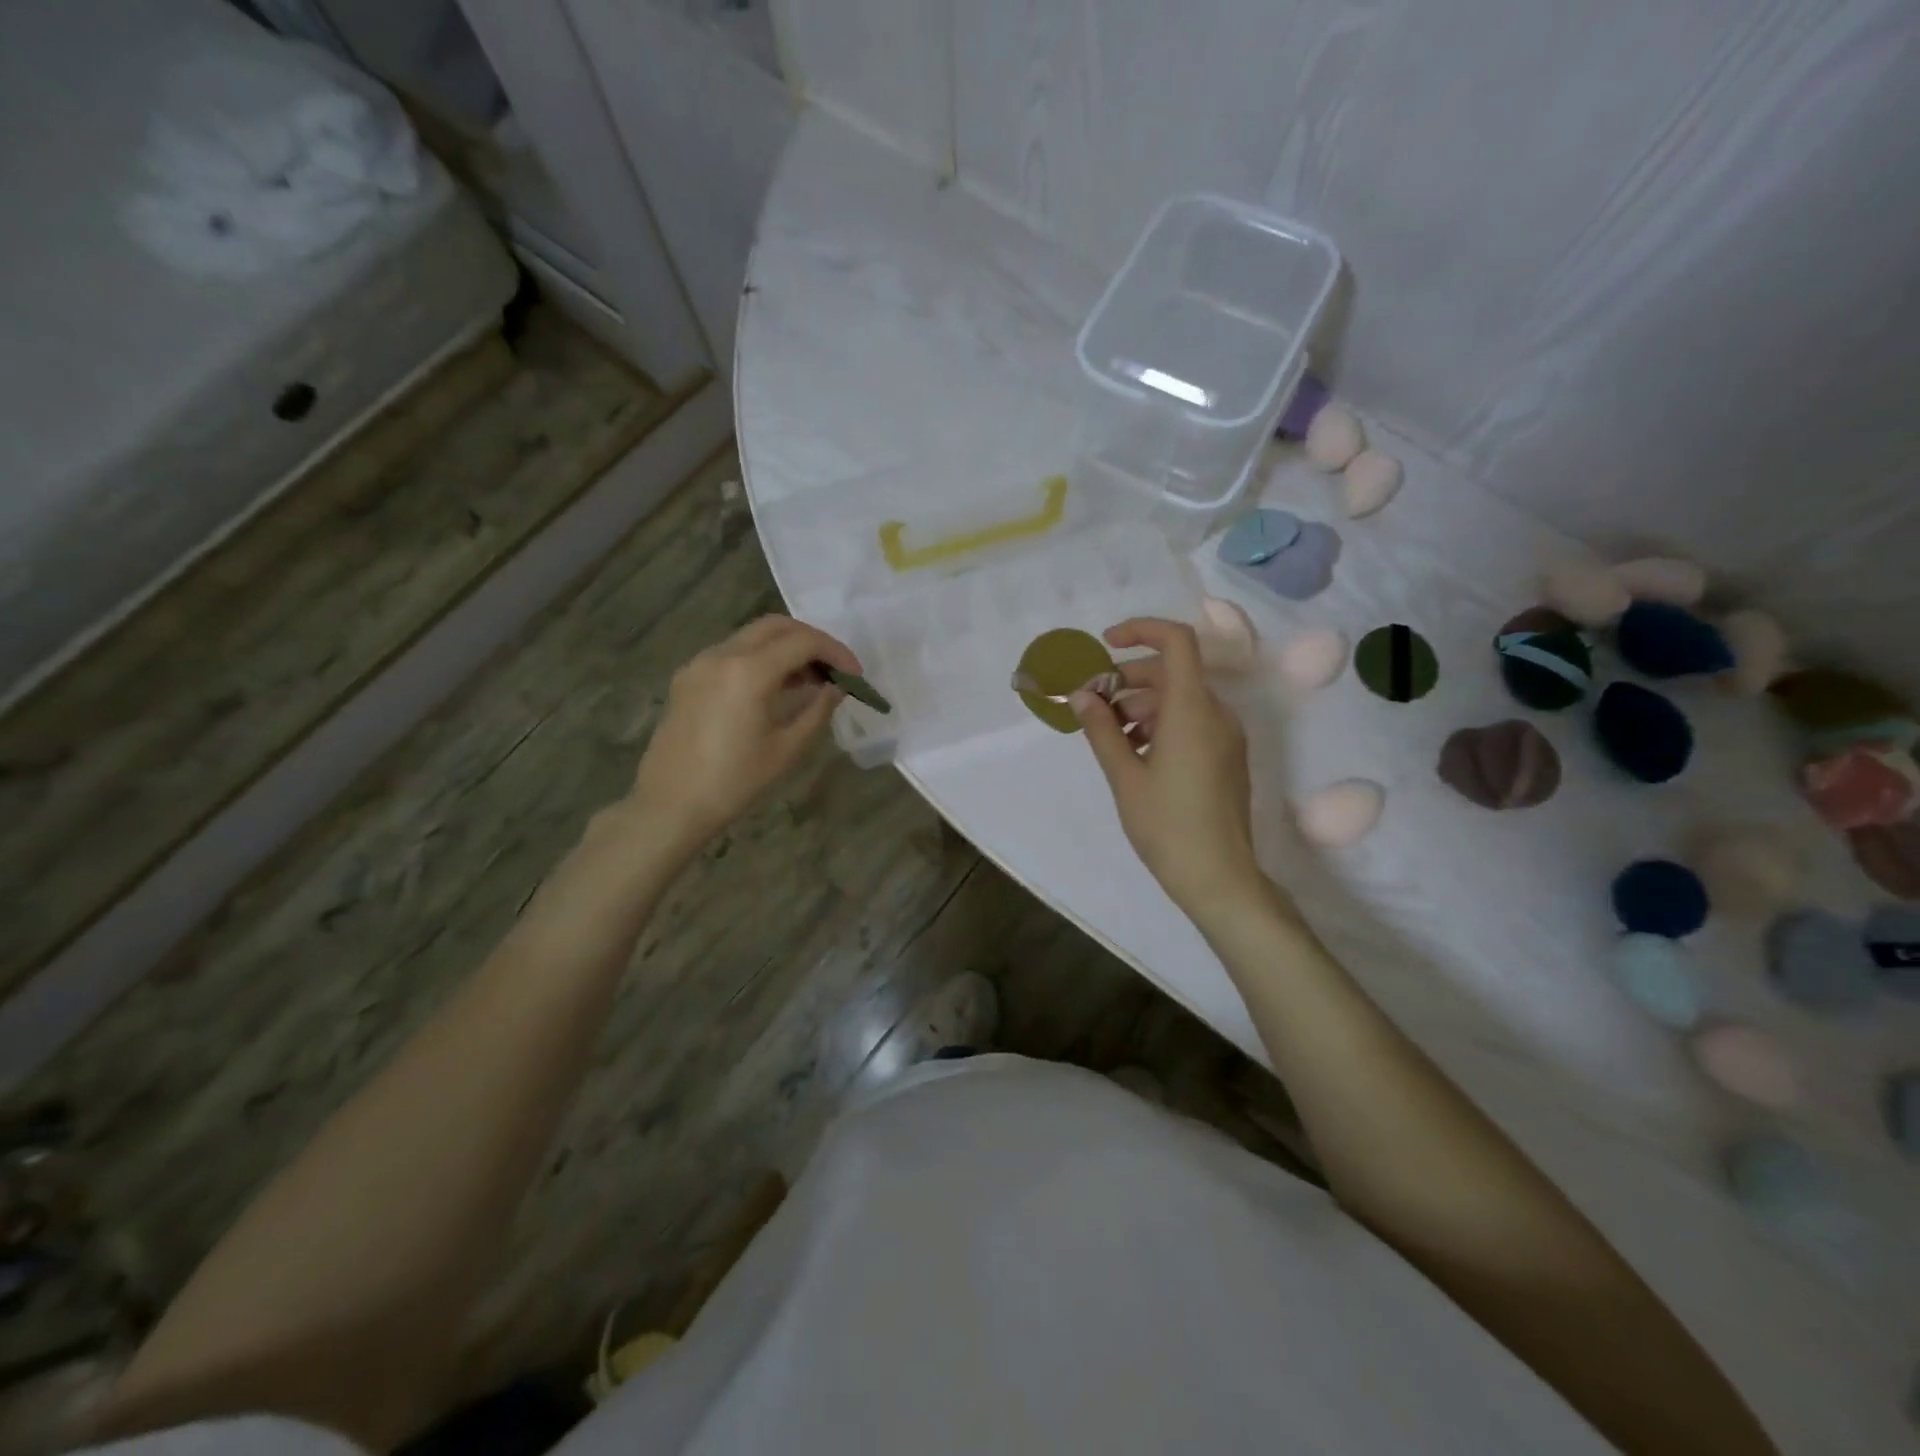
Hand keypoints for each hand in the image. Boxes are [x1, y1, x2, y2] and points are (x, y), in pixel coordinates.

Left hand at [629, 615, 859, 855]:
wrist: (670, 805)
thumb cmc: (734, 782)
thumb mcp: (787, 749)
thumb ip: (817, 710)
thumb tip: (835, 688)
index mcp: (749, 671)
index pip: (803, 642)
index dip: (836, 653)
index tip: (855, 676)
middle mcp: (722, 655)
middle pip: (776, 626)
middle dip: (811, 640)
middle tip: (834, 668)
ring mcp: (699, 664)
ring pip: (752, 637)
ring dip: (785, 648)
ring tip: (809, 680)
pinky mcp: (688, 678)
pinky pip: (732, 653)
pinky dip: (760, 659)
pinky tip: (774, 689)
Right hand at [1072, 618, 1262, 918]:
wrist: (1218, 876)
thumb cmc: (1166, 825)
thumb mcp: (1125, 776)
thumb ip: (1102, 729)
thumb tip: (1081, 695)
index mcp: (1192, 710)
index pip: (1177, 641)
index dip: (1142, 630)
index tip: (1106, 645)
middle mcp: (1216, 713)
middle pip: (1172, 672)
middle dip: (1128, 679)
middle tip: (1092, 703)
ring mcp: (1226, 735)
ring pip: (1180, 699)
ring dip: (1141, 704)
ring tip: (1109, 734)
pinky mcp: (1226, 756)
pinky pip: (1192, 722)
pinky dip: (1160, 724)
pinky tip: (1134, 752)